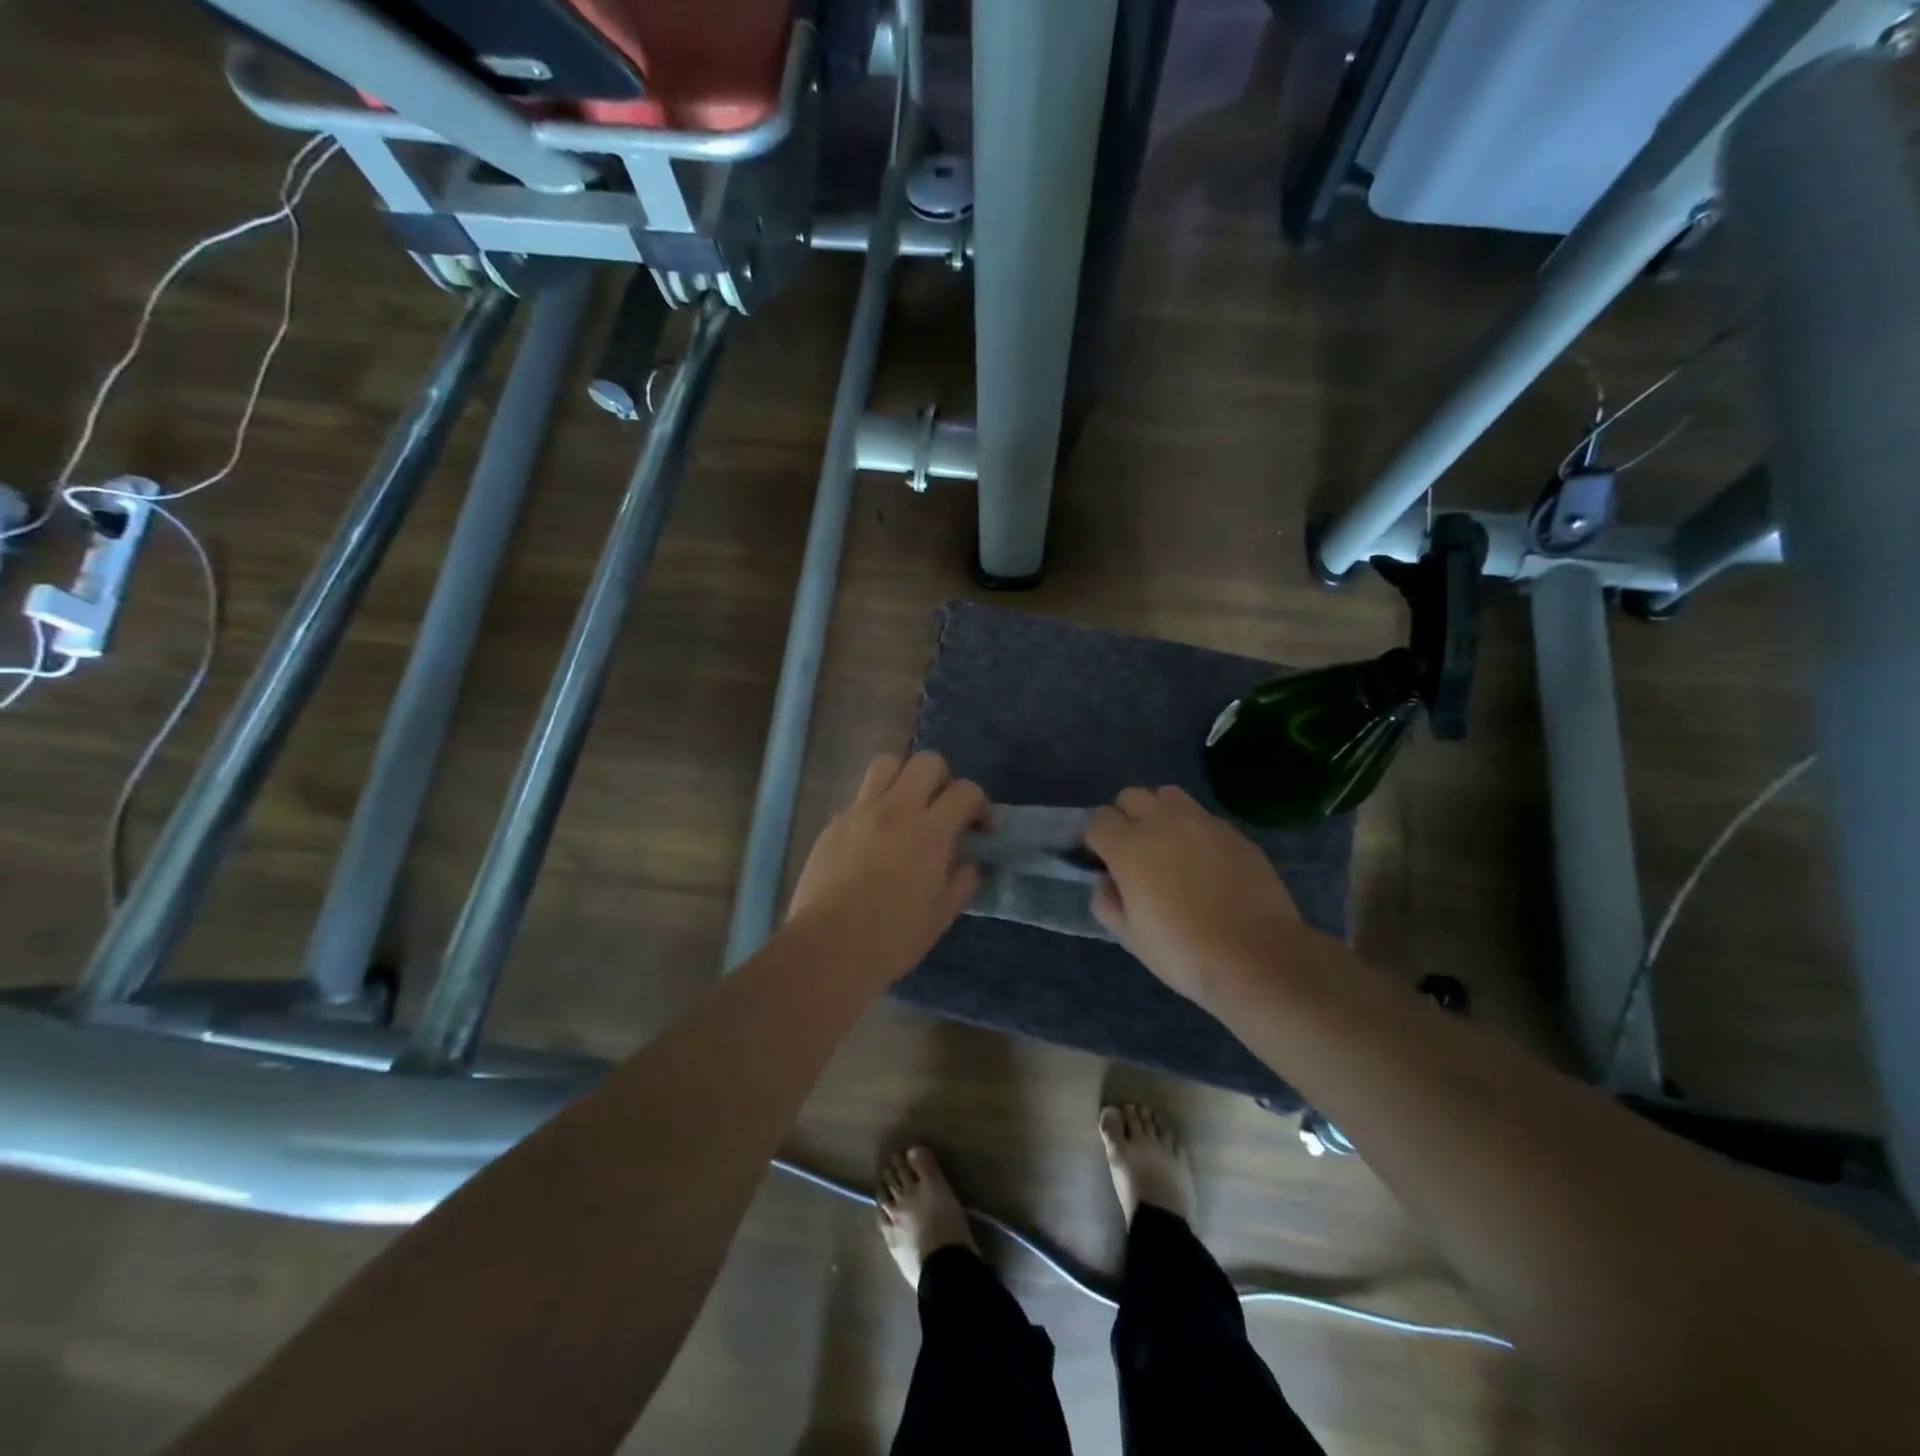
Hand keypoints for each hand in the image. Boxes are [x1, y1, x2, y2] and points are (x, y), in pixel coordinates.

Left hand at [788, 752, 987, 978]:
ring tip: (907, 807)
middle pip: (927, 761)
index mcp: (930, 831)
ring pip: (887, 763)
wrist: (828, 947)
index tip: (978, 829)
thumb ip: (961, 881)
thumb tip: (967, 863)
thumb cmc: (892, 938)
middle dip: (943, 778)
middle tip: (942, 809)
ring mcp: (861, 812)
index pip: (965, 791)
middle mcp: (897, 809)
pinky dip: (876, 804)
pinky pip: (860, 796)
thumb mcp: (941, 916)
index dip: (979, 804)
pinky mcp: (834, 823)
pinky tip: (875, 836)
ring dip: (904, 777)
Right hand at [1086, 786, 1303, 1007]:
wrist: (1256, 956)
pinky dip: (1194, 831)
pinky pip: (1204, 818)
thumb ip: (1108, 903)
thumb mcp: (1130, 937)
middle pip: (1131, 797)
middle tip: (1134, 853)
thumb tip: (1107, 883)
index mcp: (1128, 846)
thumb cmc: (1182, 951)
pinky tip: (1205, 863)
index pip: (1098, 821)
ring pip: (1168, 796)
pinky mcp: (1234, 832)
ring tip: (1169, 846)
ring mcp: (1202, 823)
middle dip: (1125, 818)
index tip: (1104, 863)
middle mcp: (1162, 822)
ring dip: (1160, 813)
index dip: (1096, 841)